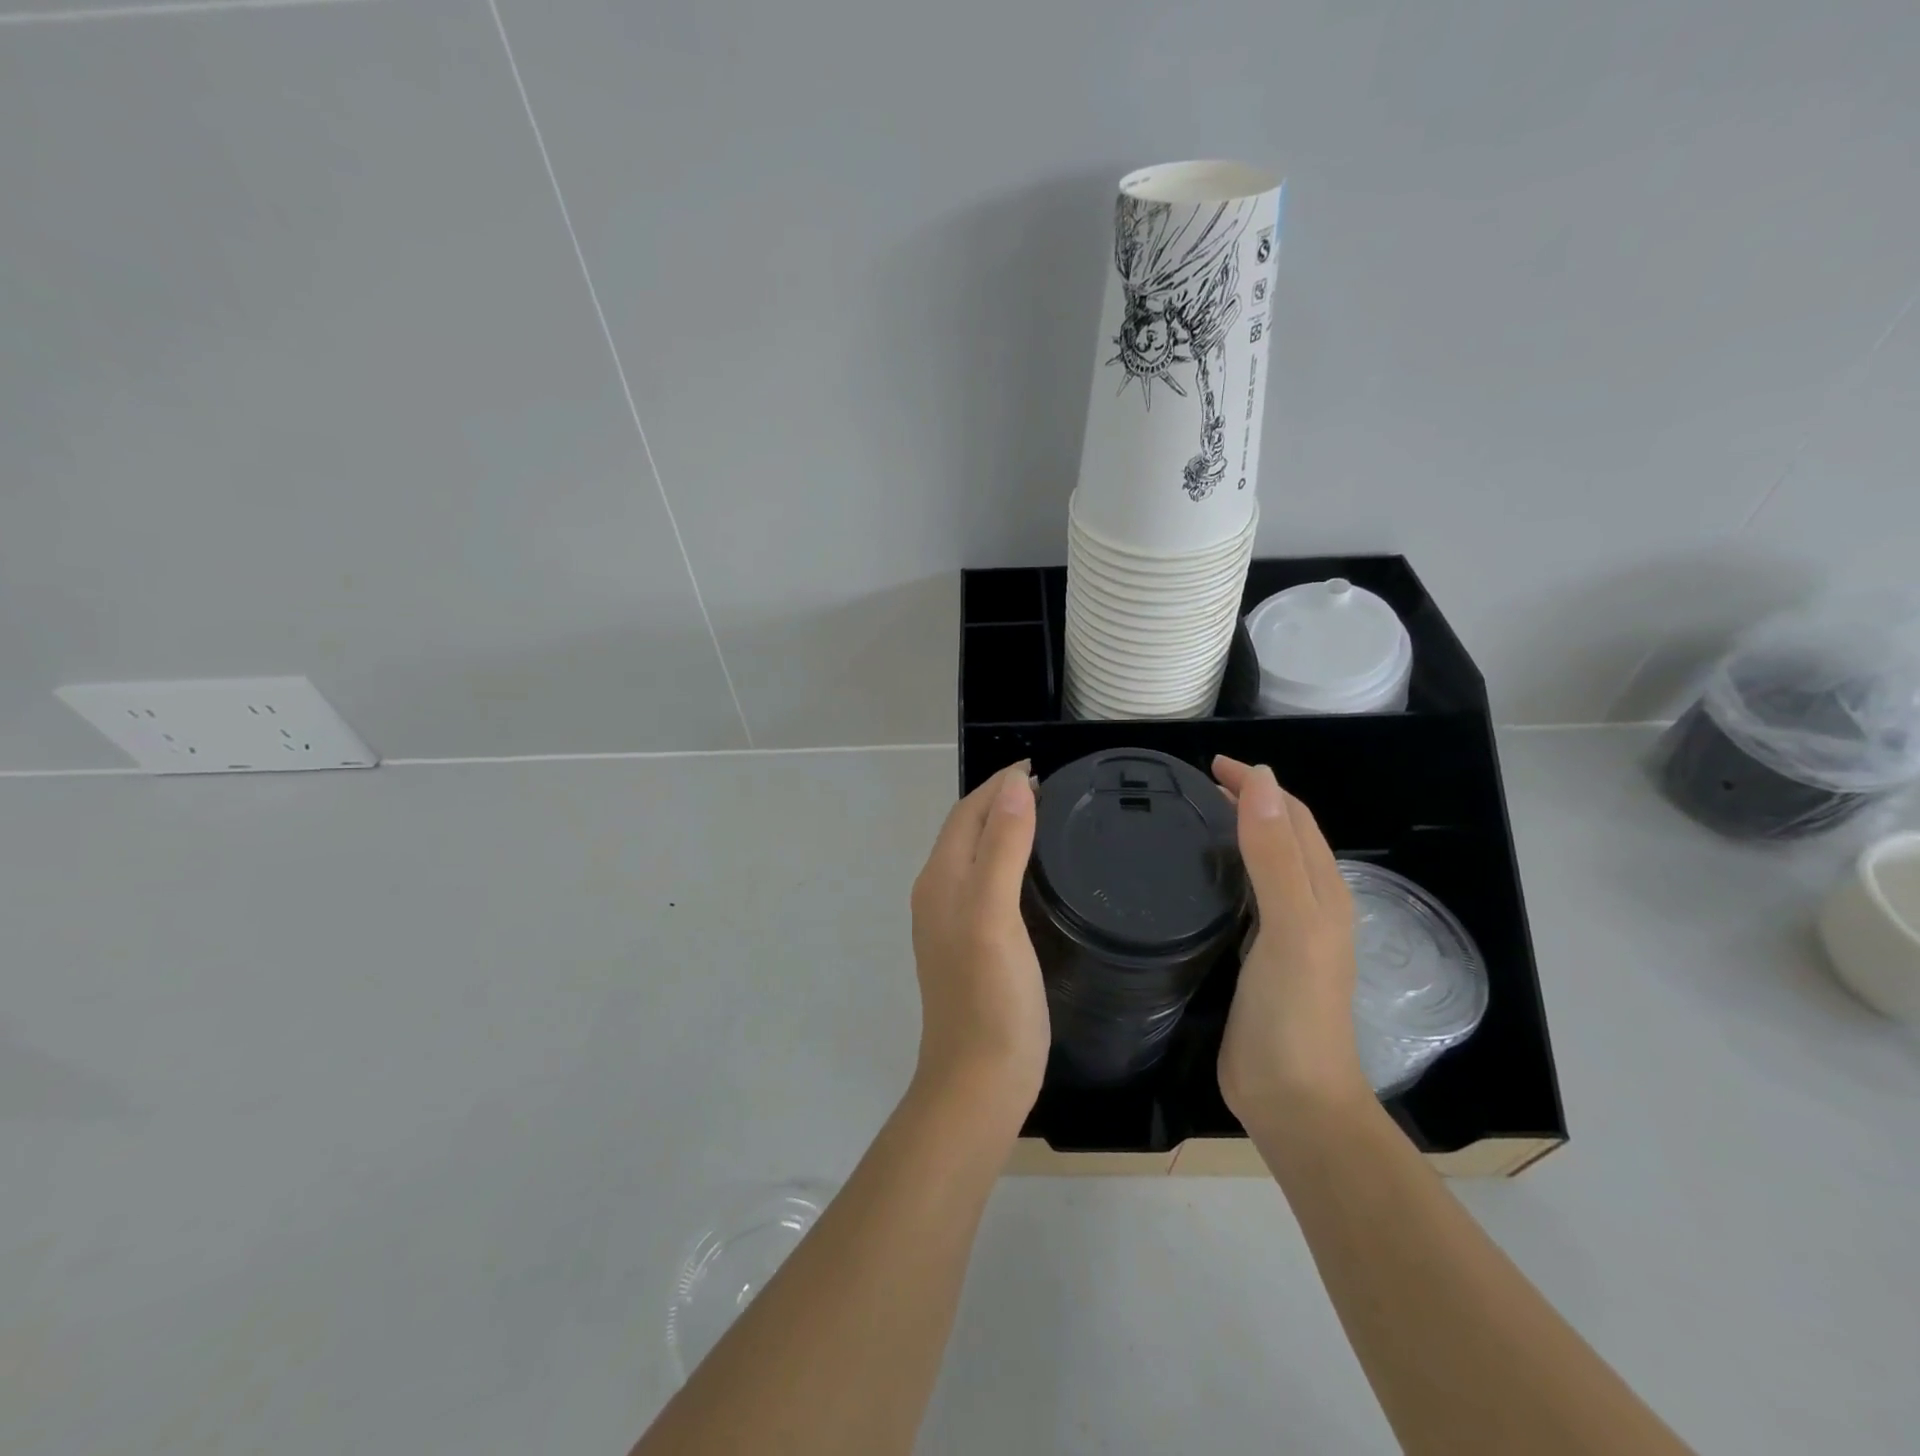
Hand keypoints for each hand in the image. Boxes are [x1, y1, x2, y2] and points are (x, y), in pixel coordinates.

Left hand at [908, 762, 1049, 1122]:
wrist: (978, 1083)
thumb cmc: (990, 998)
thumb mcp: (995, 915)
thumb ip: (1002, 847)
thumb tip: (1014, 786)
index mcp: (942, 879)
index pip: (967, 812)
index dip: (999, 785)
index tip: (1042, 768)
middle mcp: (939, 893)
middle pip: (967, 830)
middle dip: (1001, 801)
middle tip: (1053, 789)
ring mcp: (952, 923)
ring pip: (976, 856)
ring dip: (1004, 829)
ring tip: (1048, 820)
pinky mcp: (970, 946)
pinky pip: (986, 884)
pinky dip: (1008, 862)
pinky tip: (1035, 876)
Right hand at [1212, 756, 1370, 1122]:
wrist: (1292, 1099)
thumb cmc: (1294, 1011)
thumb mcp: (1290, 926)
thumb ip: (1275, 855)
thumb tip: (1261, 780)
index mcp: (1322, 892)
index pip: (1293, 818)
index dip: (1259, 786)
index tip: (1211, 766)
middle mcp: (1306, 906)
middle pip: (1279, 837)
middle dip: (1246, 803)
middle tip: (1193, 788)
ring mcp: (1281, 935)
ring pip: (1260, 867)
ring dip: (1234, 835)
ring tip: (1190, 821)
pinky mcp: (1254, 959)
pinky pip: (1241, 899)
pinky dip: (1222, 874)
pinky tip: (1194, 880)